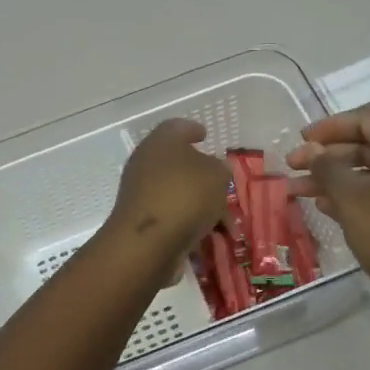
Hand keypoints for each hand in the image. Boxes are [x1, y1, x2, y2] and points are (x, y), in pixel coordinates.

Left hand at [108, 119, 230, 259]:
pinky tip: (212, 239)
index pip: (176, 127)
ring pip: (179, 193)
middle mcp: (146, 164)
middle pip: (178, 164)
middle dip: (204, 176)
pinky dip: (192, 224)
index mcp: (161, 142)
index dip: (192, 129)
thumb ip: (220, 168)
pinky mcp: (143, 222)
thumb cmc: (185, 195)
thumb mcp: (217, 175)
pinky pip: (174, 217)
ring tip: (227, 223)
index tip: (205, 135)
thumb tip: (215, 169)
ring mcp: (142, 194)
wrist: (148, 242)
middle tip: (224, 183)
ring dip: (203, 205)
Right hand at [286, 109, 369, 323]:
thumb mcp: (353, 198)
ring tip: (297, 192)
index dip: (331, 125)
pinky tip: (325, 211)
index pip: (367, 120)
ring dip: (333, 180)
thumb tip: (313, 149)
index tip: (301, 139)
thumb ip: (328, 168)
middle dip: (326, 155)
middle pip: (366, 148)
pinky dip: (349, 201)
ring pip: (369, 178)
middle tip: (292, 166)